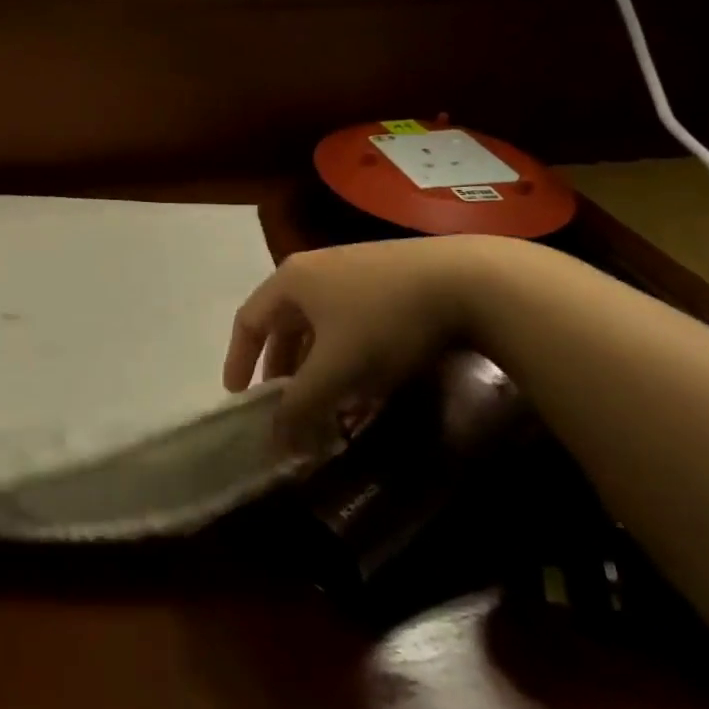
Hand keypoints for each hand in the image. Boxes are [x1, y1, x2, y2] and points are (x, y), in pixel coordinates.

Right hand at [223, 239, 478, 427]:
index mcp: (291, 280)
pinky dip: (346, 354)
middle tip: (286, 404)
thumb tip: (275, 440)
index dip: (238, 359)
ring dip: (317, 366)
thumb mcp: (337, 368)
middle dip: (282, 368)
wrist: (470, 281)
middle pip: (284, 324)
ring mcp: (353, 271)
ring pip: (320, 326)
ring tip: (327, 399)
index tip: (238, 395)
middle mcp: (315, 269)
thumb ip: (300, 404)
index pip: (248, 320)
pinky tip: (366, 382)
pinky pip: (350, 322)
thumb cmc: (385, 320)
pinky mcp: (387, 280)